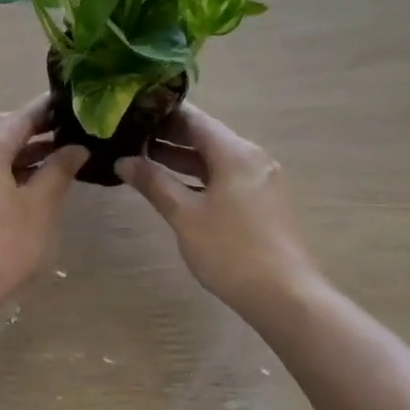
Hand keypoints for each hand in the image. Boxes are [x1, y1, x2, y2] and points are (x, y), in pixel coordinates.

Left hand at [0, 98, 86, 320]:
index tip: (69, 102)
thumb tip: (76, 147)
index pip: (19, 117)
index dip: (46, 109)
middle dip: (31, 130)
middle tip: (64, 132)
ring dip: (17, 153)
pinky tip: (22, 187)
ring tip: (51, 160)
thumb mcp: (39, 208)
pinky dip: (1, 171)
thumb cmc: (1, 246)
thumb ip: (58, 171)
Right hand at [116, 104, 320, 325]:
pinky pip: (225, 176)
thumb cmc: (231, 251)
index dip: (160, 112)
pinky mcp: (263, 202)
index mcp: (235, 152)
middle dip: (167, 136)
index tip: (129, 111)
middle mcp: (252, 157)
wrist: (286, 297)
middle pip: (204, 136)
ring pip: (214, 158)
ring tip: (142, 159)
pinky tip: (174, 186)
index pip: (193, 118)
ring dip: (181, 158)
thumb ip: (154, 183)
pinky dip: (199, 176)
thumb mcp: (185, 216)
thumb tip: (123, 160)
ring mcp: (261, 180)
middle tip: (128, 136)